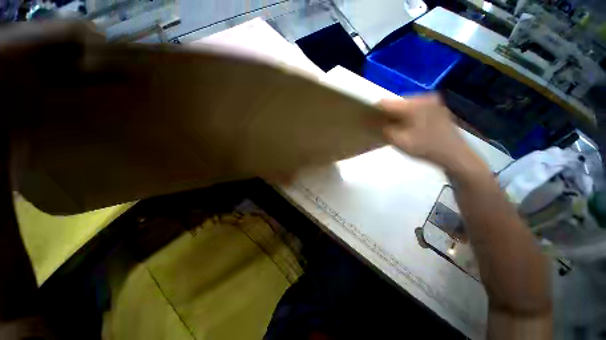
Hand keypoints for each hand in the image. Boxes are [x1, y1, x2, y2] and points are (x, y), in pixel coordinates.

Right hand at [378, 95, 474, 170]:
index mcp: (414, 104)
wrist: (455, 155)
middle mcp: (424, 97)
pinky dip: (408, 115)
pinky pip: (415, 107)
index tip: (370, 121)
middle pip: (396, 102)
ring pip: (405, 105)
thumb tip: (371, 123)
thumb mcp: (399, 142)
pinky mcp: (436, 106)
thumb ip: (383, 130)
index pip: (386, 102)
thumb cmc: (426, 148)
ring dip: (397, 115)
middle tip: (384, 127)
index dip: (375, 111)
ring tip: (397, 128)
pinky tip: (409, 126)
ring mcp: (432, 101)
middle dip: (387, 114)